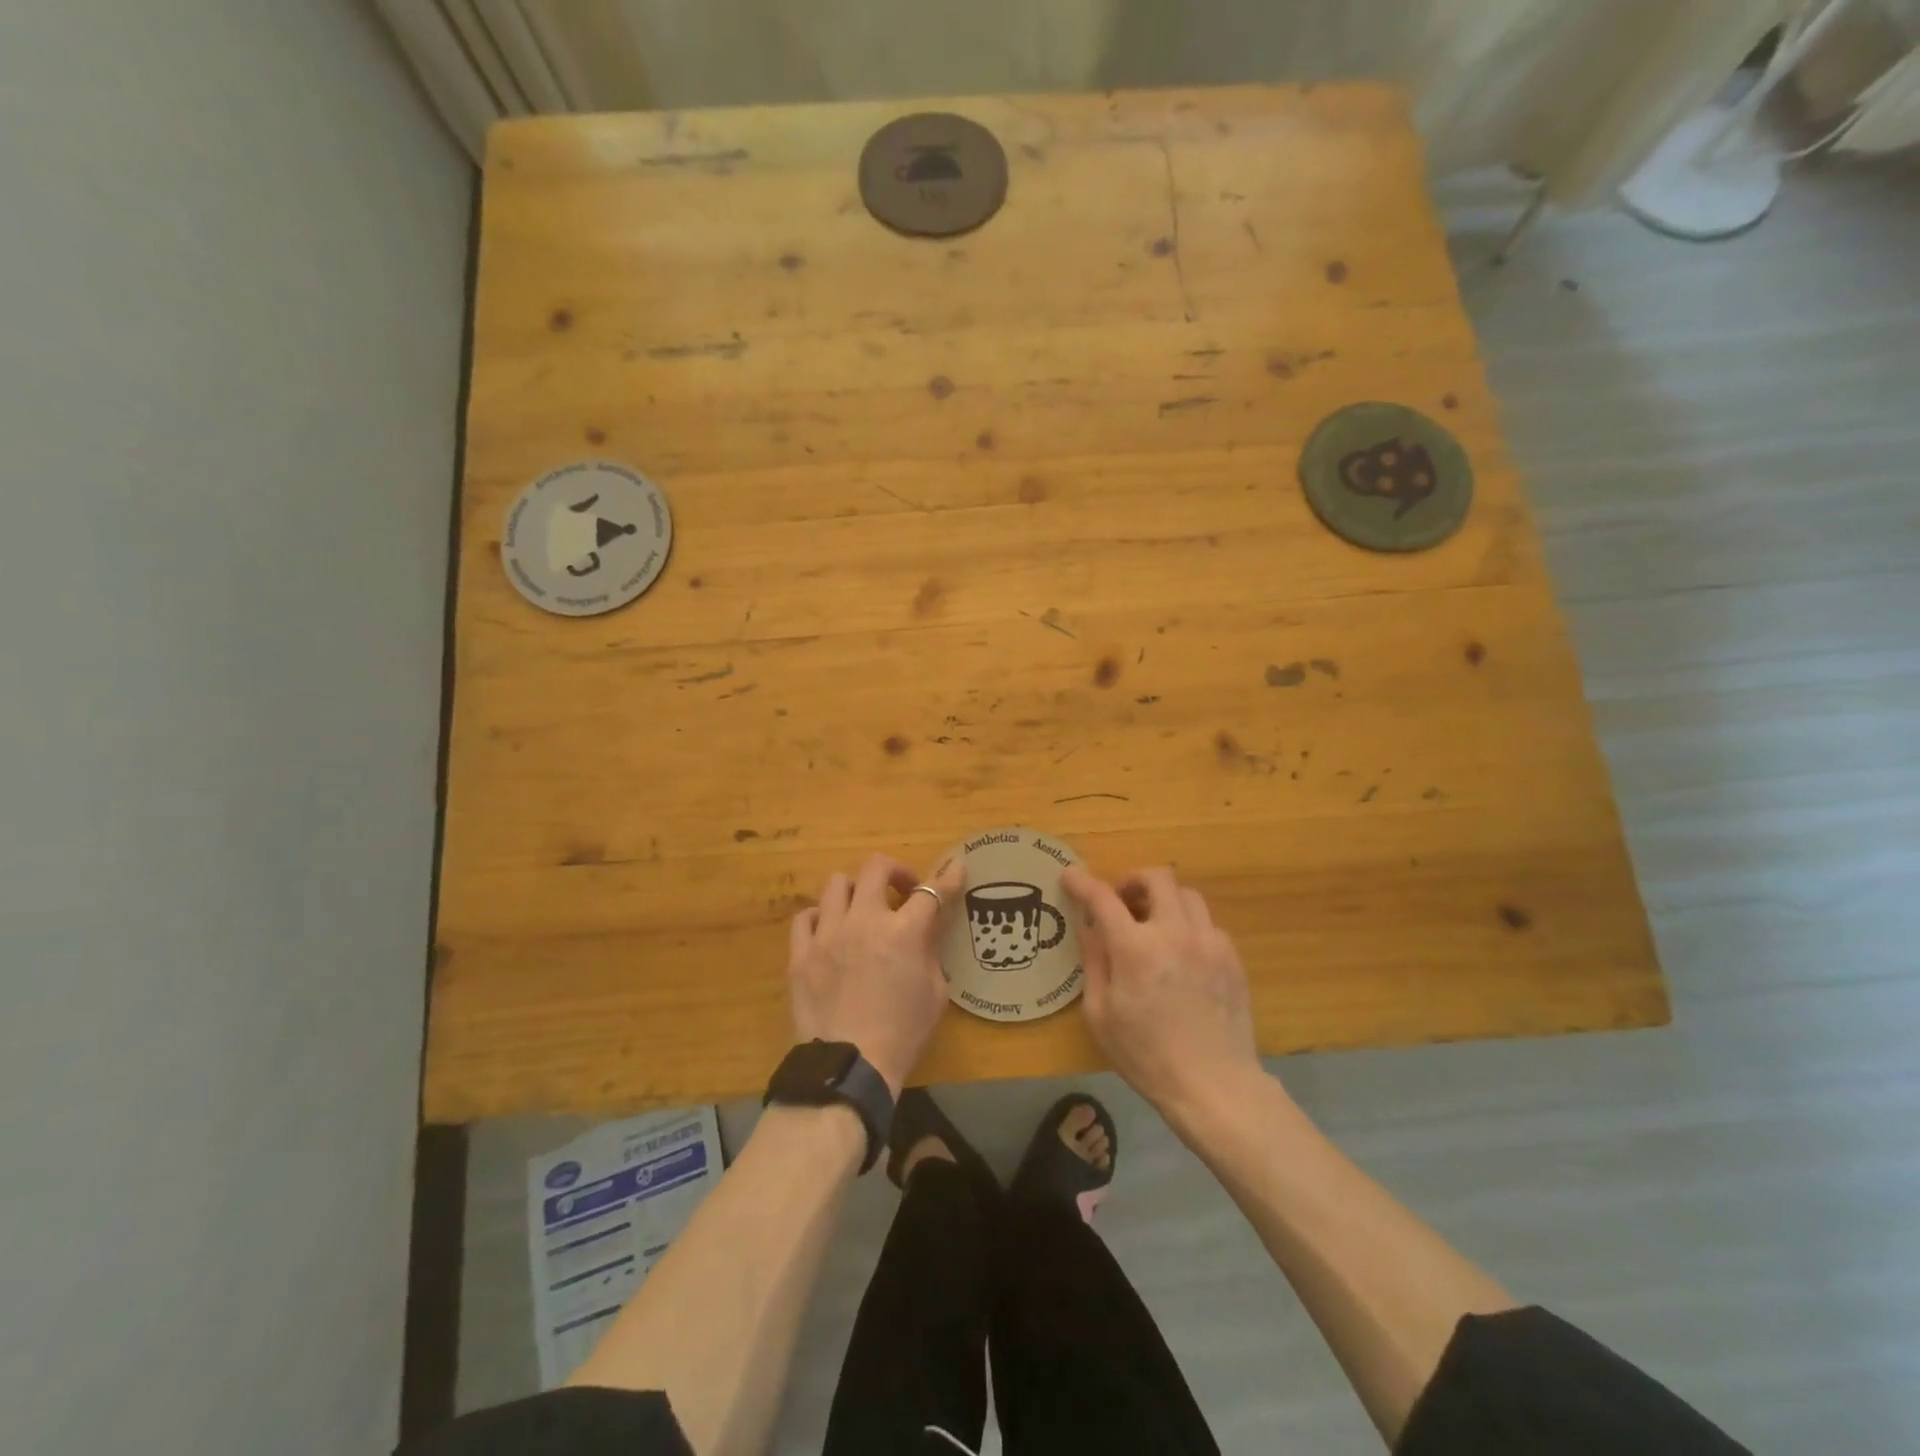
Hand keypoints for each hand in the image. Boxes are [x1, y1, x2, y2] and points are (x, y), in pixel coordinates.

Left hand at [786, 853, 965, 1096]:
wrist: (850, 1066)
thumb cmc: (903, 1032)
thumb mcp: (935, 992)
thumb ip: (931, 950)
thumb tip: (926, 929)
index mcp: (903, 932)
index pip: (931, 892)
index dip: (948, 877)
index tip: (955, 868)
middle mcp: (863, 921)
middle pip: (876, 868)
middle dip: (895, 871)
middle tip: (903, 891)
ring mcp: (827, 934)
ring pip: (837, 884)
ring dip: (857, 891)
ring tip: (862, 910)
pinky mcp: (800, 954)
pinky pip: (805, 917)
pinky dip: (821, 917)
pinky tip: (830, 932)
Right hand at [1061, 864, 1261, 1124]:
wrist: (1214, 1085)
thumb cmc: (1146, 1055)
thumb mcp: (1100, 1014)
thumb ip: (1093, 962)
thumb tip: (1089, 927)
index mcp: (1135, 948)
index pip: (1103, 898)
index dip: (1082, 882)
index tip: (1070, 876)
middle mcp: (1175, 932)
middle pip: (1157, 877)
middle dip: (1133, 880)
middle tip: (1121, 901)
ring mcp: (1209, 942)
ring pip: (1187, 894)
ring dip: (1164, 899)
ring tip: (1152, 924)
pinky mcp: (1232, 957)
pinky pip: (1207, 923)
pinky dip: (1187, 925)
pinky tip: (1180, 953)